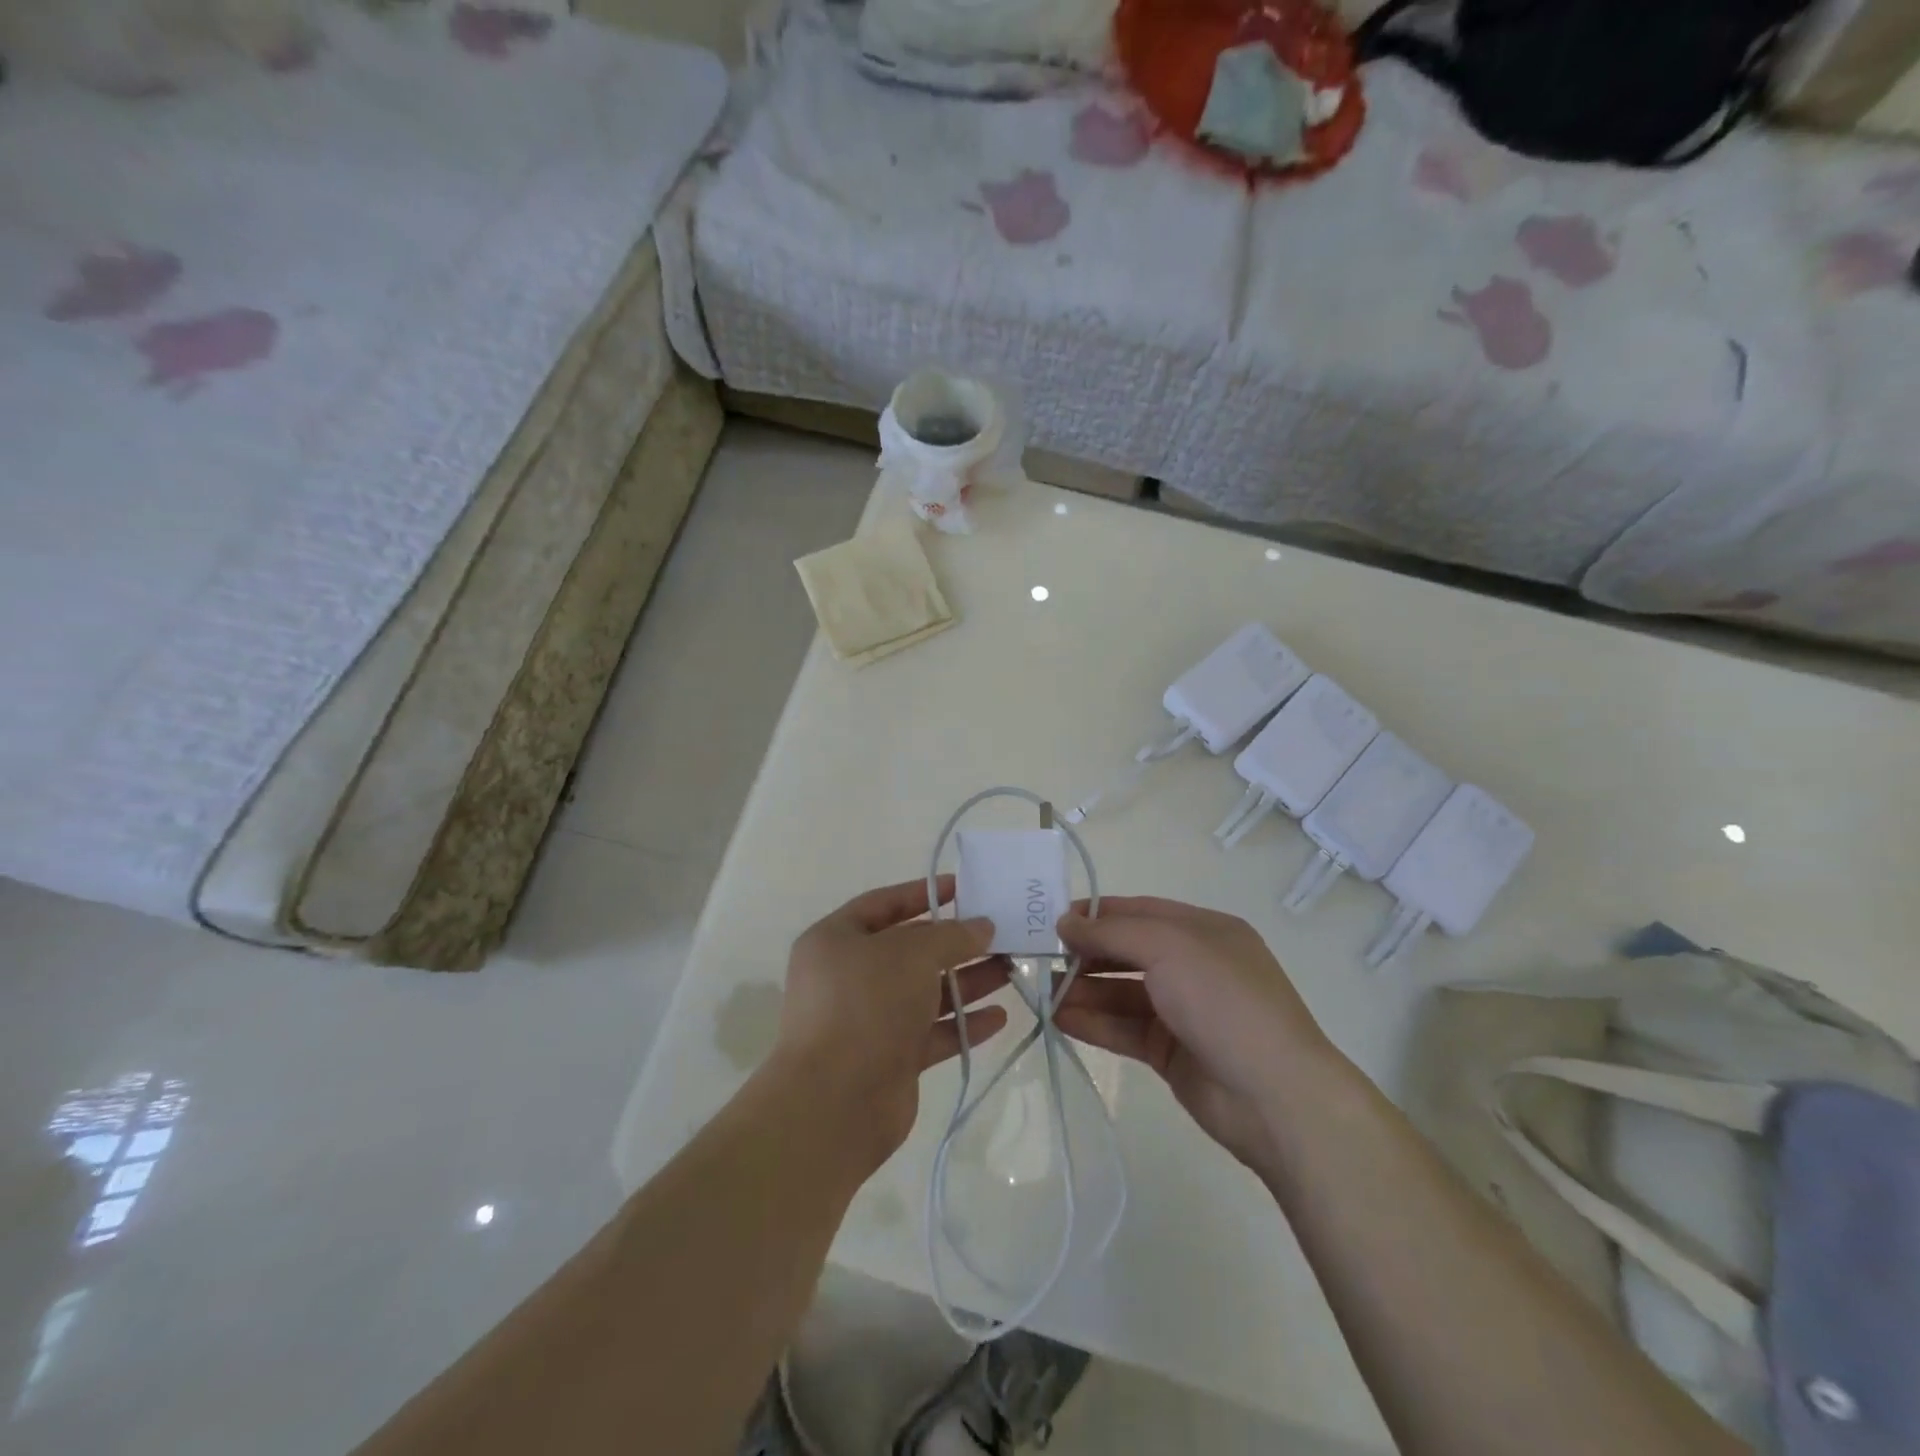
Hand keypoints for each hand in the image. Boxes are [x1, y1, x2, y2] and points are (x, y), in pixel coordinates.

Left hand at [773, 875, 1009, 1169]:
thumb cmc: (867, 1004)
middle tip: (1001, 933)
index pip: (883, 904)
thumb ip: (952, 935)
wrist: (836, 1102)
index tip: (963, 888)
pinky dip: (963, 1024)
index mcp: (836, 940)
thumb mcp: (913, 953)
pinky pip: (932, 1033)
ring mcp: (869, 1020)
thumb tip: (982, 926)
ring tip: (1011, 969)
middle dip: (956, 943)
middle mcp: (849, 977)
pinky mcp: (889, 1059)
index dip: (923, 894)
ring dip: (967, 982)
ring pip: (925, 992)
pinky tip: (1000, 1016)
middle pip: (910, 951)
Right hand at [1054, 897, 1343, 1173]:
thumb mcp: (1168, 948)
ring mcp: (1184, 1011)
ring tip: (1044, 994)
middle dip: (1087, 953)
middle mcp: (1194, 965)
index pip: (1140, 911)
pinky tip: (1061, 1020)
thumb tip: (1065, 922)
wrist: (1275, 1097)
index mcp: (1204, 930)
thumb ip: (1112, 933)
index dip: (1097, 913)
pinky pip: (1125, 1029)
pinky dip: (1095, 1023)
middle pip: (1129, 952)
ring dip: (1085, 991)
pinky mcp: (1172, 1052)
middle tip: (1042, 959)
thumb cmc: (1224, 1002)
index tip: (1054, 920)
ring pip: (1123, 993)